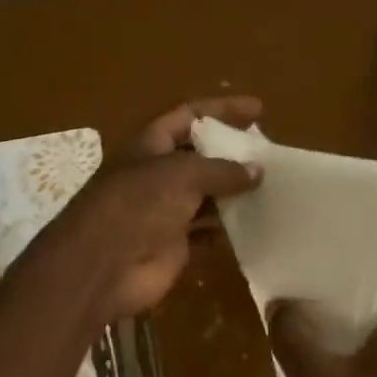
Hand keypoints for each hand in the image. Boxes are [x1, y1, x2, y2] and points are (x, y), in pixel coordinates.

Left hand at [48, 97, 262, 318]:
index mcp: (150, 145)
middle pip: (200, 157)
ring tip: (272, 190)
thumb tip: (257, 170)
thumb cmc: (137, 206)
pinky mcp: (174, 245)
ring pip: (206, 196)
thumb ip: (221, 170)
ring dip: (234, 193)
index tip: (258, 110)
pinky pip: (207, 233)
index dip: (222, 109)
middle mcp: (157, 175)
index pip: (189, 116)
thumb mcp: (182, 175)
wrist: (103, 266)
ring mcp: (164, 211)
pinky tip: (255, 225)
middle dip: (232, 154)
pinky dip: (228, 230)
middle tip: (269, 156)